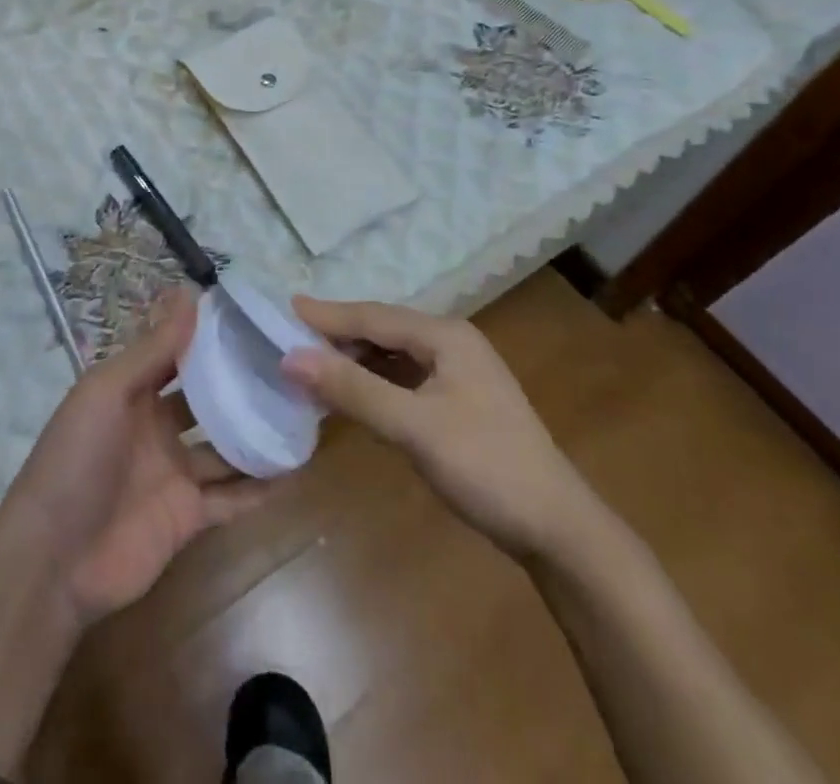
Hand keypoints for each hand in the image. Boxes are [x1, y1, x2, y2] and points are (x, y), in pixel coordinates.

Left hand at [0, 291, 279, 625]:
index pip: (179, 354)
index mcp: (133, 392)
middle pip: (208, 399)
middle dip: (242, 383)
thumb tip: (189, 292)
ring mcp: (175, 473)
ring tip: (305, 410)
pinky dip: (261, 486)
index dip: (211, 336)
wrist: (52, 562)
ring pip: (226, 447)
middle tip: (293, 363)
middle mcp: (157, 427)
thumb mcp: (107, 392)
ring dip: (258, 432)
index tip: (255, 316)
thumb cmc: (76, 460)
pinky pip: (232, 497)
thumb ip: (153, 348)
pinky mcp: (189, 516)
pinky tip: (296, 467)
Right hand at [282, 297, 596, 559]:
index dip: (326, 315)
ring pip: (391, 354)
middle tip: (288, 340)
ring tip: (310, 366)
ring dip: (352, 360)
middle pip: (381, 330)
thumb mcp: (414, 427)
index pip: (372, 316)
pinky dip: (372, 382)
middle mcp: (450, 343)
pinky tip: (350, 395)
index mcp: (445, 335)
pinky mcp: (456, 401)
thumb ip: (353, 389)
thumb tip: (291, 357)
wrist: (556, 529)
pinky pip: (402, 378)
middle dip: (336, 336)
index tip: (282, 309)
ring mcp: (456, 372)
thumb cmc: (486, 467)